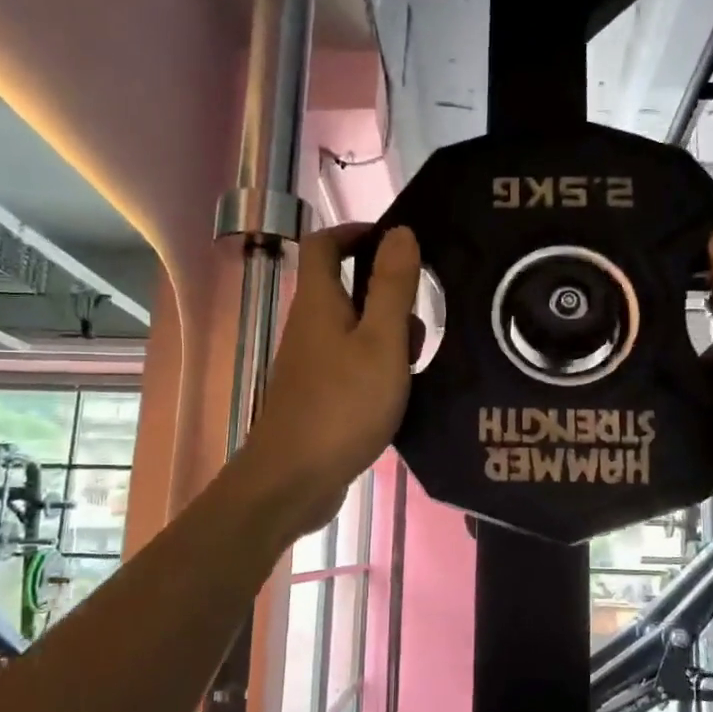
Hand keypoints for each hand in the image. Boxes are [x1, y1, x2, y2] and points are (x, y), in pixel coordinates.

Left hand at [235, 224, 421, 538]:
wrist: (294, 479)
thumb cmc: (342, 405)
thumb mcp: (380, 342)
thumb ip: (392, 287)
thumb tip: (400, 232)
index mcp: (318, 303)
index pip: (325, 244)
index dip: (357, 233)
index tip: (397, 243)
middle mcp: (310, 326)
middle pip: (347, 289)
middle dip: (388, 297)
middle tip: (419, 324)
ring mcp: (313, 363)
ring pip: (356, 331)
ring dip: (389, 338)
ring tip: (416, 366)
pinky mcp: (320, 394)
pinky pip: (354, 363)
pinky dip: (379, 368)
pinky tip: (402, 392)